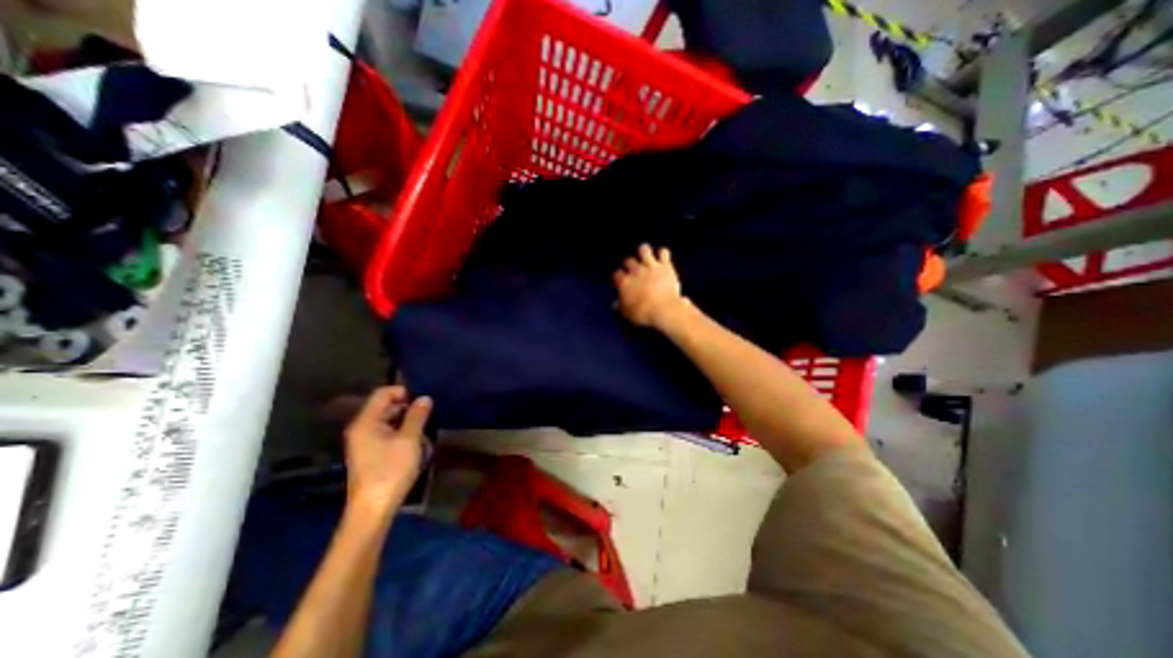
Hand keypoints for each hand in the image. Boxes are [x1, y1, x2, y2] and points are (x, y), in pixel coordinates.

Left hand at [344, 384, 434, 512]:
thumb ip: (417, 416)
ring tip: (423, 427)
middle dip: (406, 406)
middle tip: (426, 414)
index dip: (403, 392)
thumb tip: (424, 398)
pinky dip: (399, 431)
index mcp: (366, 422)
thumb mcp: (409, 440)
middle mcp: (360, 428)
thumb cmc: (391, 470)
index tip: (422, 401)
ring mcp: (363, 442)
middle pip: (383, 406)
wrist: (373, 508)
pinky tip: (413, 441)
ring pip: (385, 420)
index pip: (382, 394)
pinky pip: (384, 432)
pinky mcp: (368, 453)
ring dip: (404, 420)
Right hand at [614, 242, 689, 329]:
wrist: (664, 309)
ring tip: (645, 256)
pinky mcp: (665, 266)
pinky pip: (663, 252)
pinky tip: (662, 258)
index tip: (621, 280)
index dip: (618, 277)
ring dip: (644, 252)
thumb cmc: (644, 313)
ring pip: (644, 250)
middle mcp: (635, 271)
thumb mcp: (627, 313)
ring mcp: (650, 266)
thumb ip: (620, 306)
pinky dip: (663, 254)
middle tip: (633, 270)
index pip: (617, 274)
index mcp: (624, 282)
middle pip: (629, 261)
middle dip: (630, 264)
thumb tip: (615, 304)